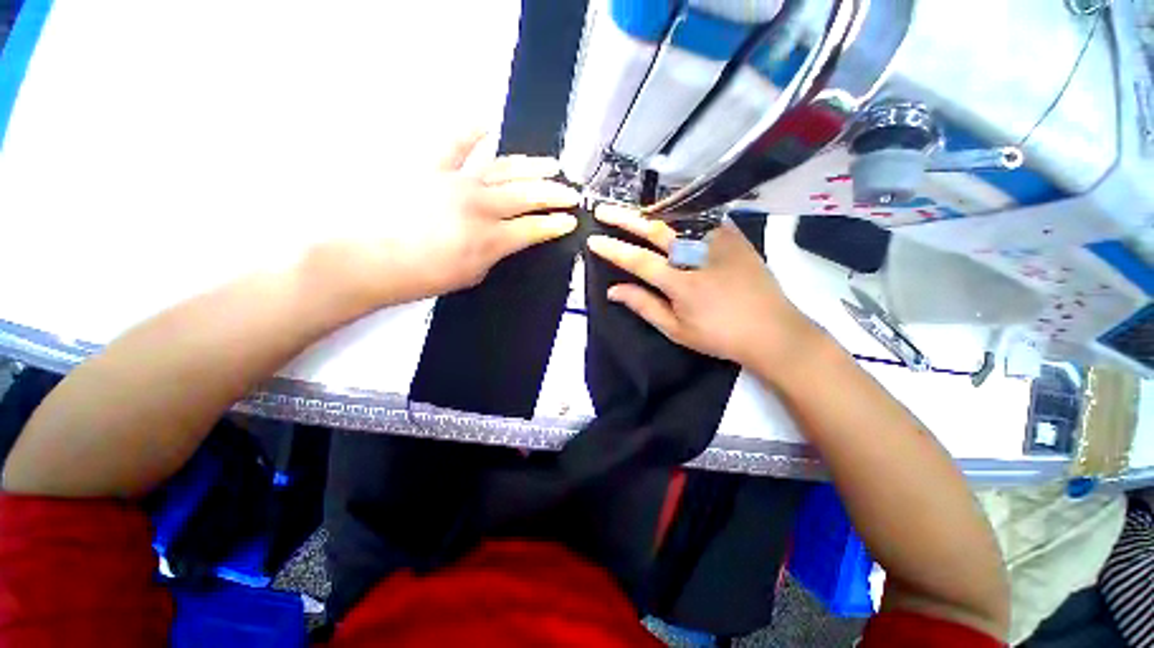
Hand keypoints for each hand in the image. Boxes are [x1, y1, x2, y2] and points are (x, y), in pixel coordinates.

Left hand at [307, 131, 580, 306]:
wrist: (368, 259)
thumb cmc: (421, 277)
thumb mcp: (471, 275)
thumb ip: (494, 253)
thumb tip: (503, 239)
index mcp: (491, 238)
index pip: (535, 228)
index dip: (556, 224)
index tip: (571, 220)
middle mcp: (481, 205)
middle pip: (528, 194)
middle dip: (555, 194)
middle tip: (572, 192)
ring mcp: (456, 181)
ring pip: (504, 169)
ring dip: (531, 166)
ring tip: (551, 164)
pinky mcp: (431, 167)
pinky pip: (455, 143)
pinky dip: (472, 131)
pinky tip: (487, 124)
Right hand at [586, 204, 818, 369]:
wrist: (772, 330)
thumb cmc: (719, 335)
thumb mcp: (676, 329)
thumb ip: (644, 306)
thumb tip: (613, 291)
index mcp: (680, 282)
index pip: (637, 260)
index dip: (613, 249)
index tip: (593, 239)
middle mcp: (697, 254)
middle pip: (655, 229)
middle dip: (625, 218)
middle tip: (603, 209)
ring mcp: (718, 241)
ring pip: (678, 217)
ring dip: (650, 211)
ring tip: (631, 209)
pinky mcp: (734, 236)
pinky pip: (702, 217)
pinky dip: (680, 212)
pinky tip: (668, 211)